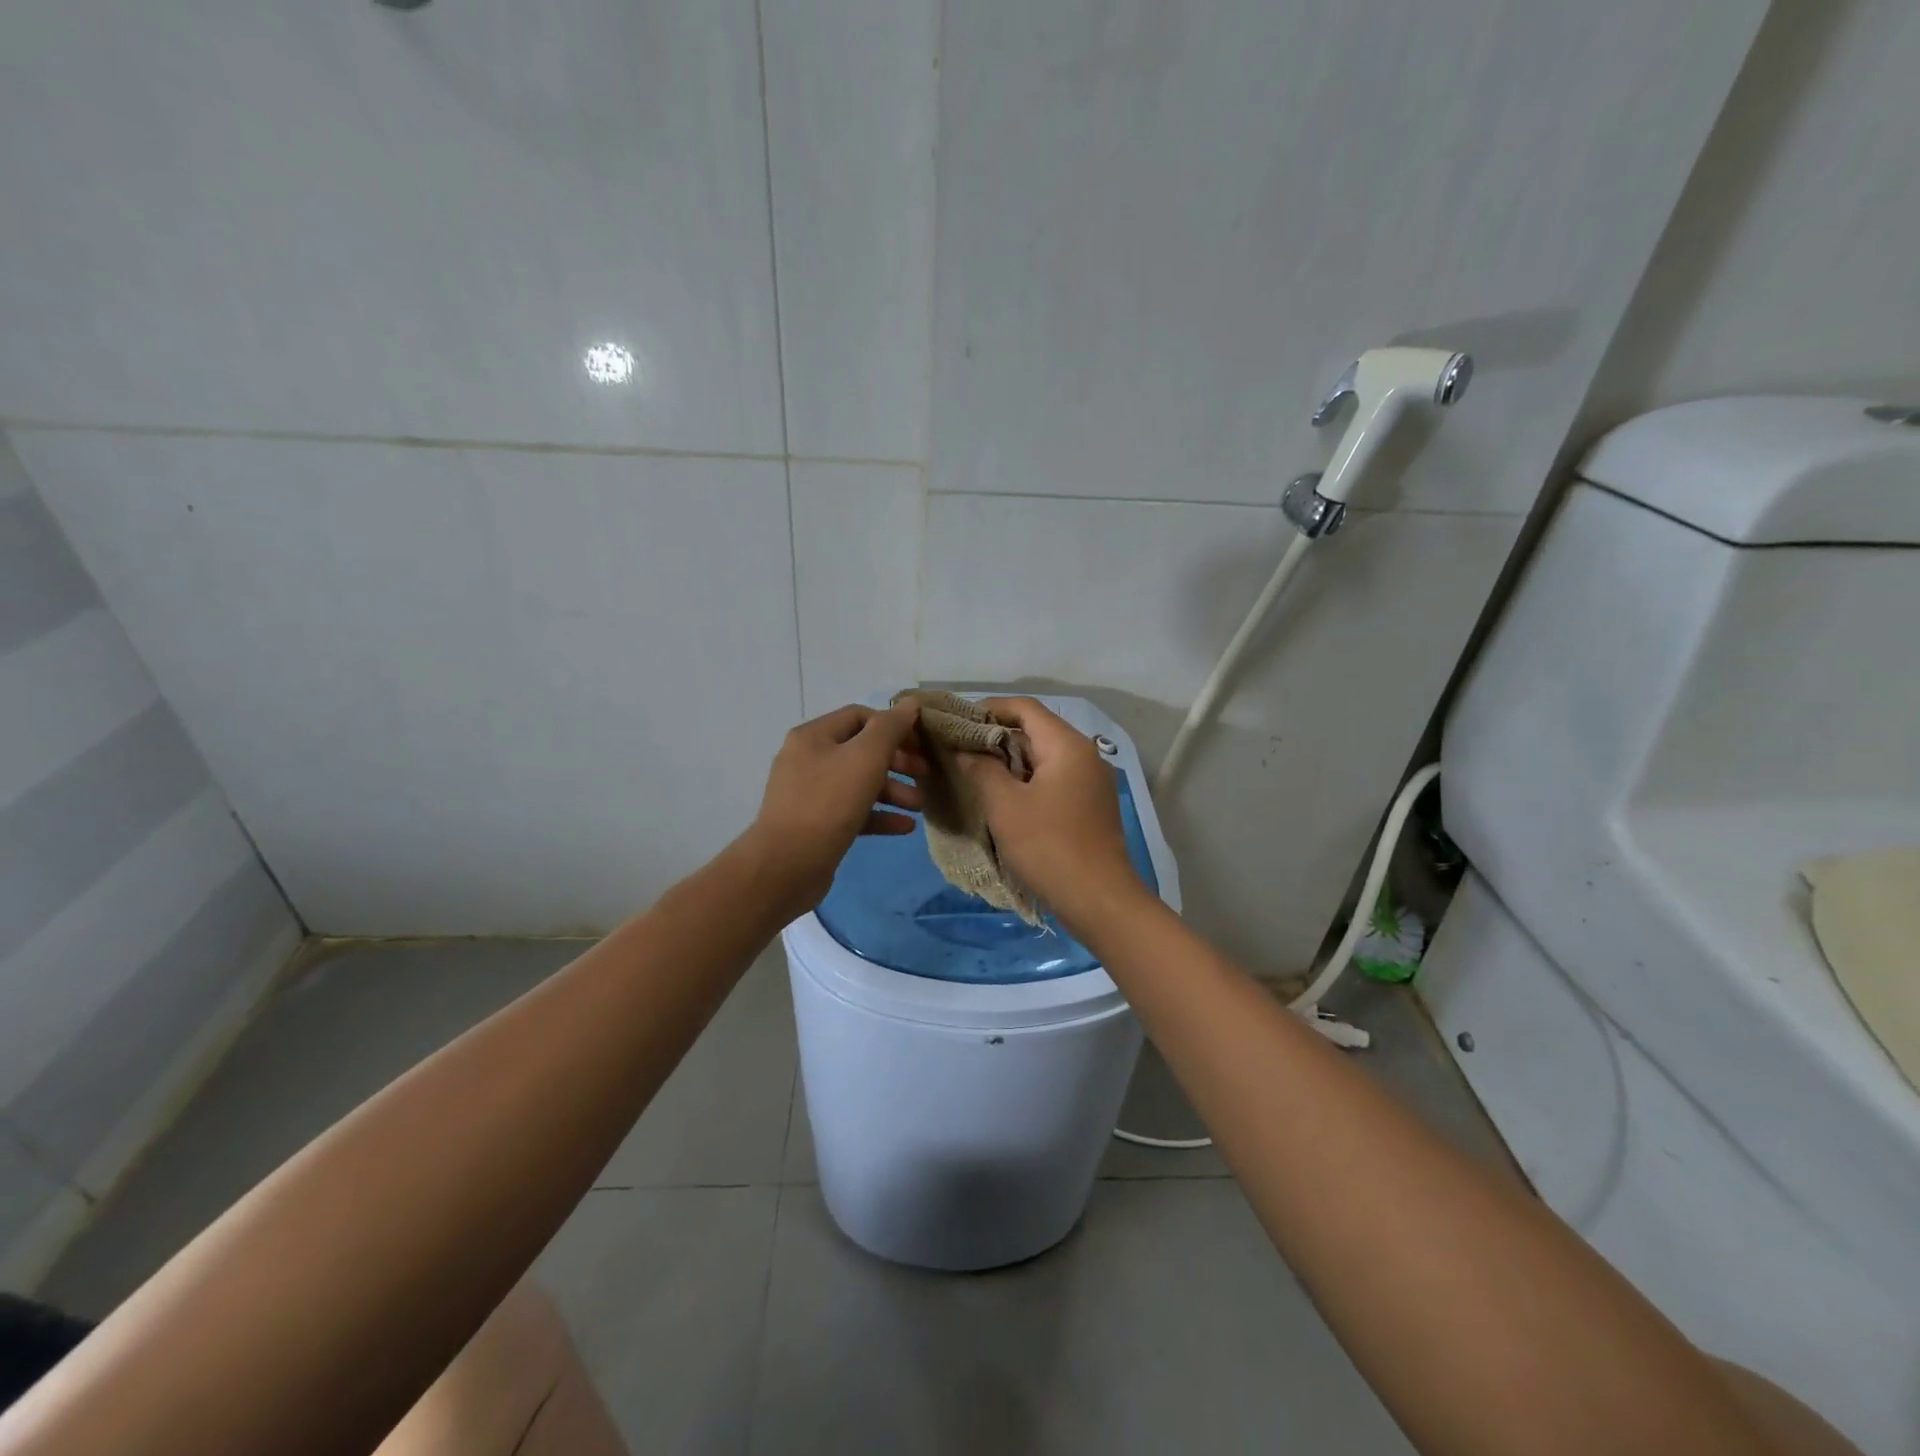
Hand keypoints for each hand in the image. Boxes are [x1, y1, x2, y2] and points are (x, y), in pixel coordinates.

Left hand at [742, 702, 926, 915]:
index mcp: (814, 736)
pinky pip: (853, 811)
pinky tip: (905, 827)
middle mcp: (808, 759)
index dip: (893, 725)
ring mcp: (810, 794)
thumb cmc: (828, 803)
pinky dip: (879, 815)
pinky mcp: (816, 825)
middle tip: (925, 774)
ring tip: (920, 806)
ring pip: (859, 783)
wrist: (786, 866)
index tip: (920, 743)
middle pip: (861, 750)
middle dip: (897, 761)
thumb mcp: (865, 758)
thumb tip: (910, 704)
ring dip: (893, 790)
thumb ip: (890, 728)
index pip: (860, 716)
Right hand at [955, 698, 1148, 927]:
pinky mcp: (1090, 805)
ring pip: (1044, 757)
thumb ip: (981, 768)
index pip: (1025, 708)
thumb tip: (965, 749)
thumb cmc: (1048, 846)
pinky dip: (1027, 780)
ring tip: (974, 773)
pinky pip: (1054, 779)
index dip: (989, 709)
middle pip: (1035, 730)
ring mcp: (1091, 781)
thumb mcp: (1004, 805)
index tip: (957, 723)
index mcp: (1067, 745)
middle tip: (959, 750)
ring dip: (1009, 761)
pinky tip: (1003, 798)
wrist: (1099, 899)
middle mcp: (1084, 755)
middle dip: (996, 737)